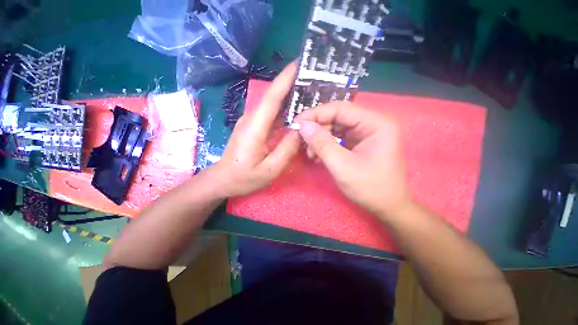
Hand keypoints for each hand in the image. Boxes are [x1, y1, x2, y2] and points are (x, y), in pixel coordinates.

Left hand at [208, 63, 300, 197]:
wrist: (222, 179)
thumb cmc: (243, 177)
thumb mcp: (269, 169)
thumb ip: (286, 150)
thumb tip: (301, 131)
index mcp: (255, 127)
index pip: (272, 97)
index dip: (285, 79)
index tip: (300, 64)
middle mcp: (252, 119)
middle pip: (274, 97)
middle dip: (292, 85)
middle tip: (313, 81)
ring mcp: (251, 122)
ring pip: (273, 105)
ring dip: (290, 98)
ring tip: (309, 94)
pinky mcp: (253, 127)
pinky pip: (271, 115)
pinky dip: (284, 111)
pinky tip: (296, 113)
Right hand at [296, 102, 411, 217]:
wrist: (386, 207)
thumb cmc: (369, 188)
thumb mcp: (342, 166)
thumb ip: (322, 144)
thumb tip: (303, 126)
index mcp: (376, 123)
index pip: (340, 109)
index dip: (316, 114)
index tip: (297, 123)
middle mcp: (372, 123)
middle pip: (338, 117)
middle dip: (317, 128)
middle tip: (302, 140)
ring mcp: (366, 133)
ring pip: (336, 127)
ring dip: (320, 138)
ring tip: (310, 152)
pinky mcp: (360, 142)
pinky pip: (339, 137)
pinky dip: (326, 145)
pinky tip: (317, 155)